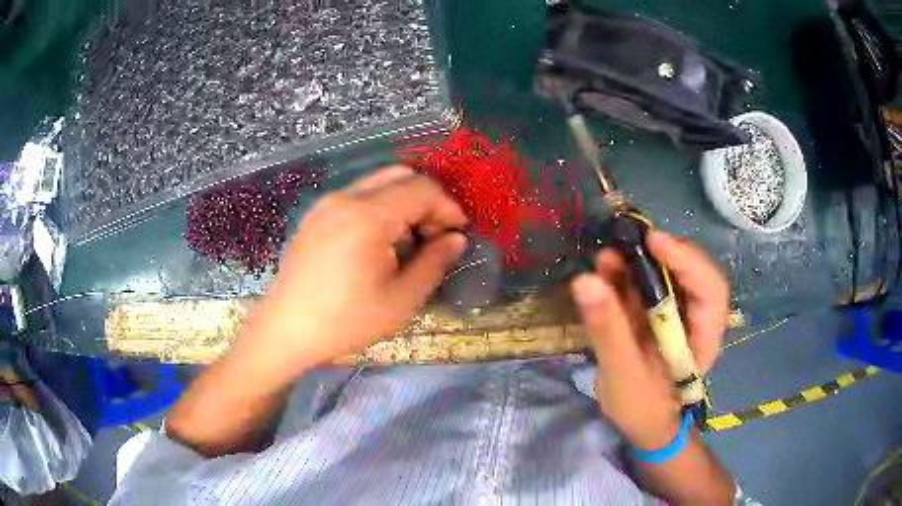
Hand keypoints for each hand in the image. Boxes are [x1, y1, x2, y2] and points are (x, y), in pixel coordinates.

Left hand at [234, 166, 466, 379]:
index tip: (459, 235)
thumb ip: (434, 263)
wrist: (285, 332)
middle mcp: (345, 198)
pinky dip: (379, 209)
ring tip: (407, 245)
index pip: (422, 190)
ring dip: (403, 204)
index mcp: (368, 216)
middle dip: (427, 200)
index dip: (448, 208)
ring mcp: (326, 204)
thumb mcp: (400, 301)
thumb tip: (456, 239)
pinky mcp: (315, 216)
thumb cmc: (345, 322)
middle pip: (400, 176)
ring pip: (378, 184)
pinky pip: (357, 197)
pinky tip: (377, 245)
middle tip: (434, 237)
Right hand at [570, 231, 728, 449]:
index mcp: (704, 337)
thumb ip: (608, 330)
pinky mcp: (659, 315)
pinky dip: (627, 276)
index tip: (653, 241)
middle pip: (690, 273)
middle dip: (660, 255)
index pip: (710, 289)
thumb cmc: (642, 410)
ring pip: (667, 276)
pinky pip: (647, 288)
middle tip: (626, 243)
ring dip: (639, 262)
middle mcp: (698, 318)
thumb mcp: (623, 376)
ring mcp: (678, 315)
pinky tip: (606, 271)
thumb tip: (584, 280)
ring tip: (608, 258)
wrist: (644, 426)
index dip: (687, 260)